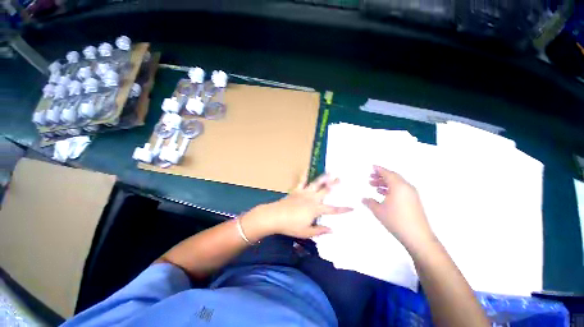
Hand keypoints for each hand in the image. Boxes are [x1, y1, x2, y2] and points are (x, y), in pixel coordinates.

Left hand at [250, 174, 352, 238]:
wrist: (275, 216)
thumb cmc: (291, 226)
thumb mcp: (306, 232)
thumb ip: (320, 230)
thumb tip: (332, 230)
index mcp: (316, 209)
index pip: (332, 210)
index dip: (343, 209)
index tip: (352, 207)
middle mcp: (312, 199)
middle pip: (326, 191)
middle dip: (334, 185)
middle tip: (341, 178)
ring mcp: (304, 193)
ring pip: (316, 184)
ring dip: (323, 178)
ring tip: (329, 172)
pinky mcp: (296, 190)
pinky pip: (302, 181)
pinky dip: (305, 174)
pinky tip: (307, 168)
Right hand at [362, 165, 434, 248]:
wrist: (417, 237)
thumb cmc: (396, 220)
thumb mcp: (378, 210)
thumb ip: (370, 202)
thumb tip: (364, 199)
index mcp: (398, 186)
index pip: (387, 173)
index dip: (379, 169)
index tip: (372, 167)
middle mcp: (407, 187)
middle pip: (393, 177)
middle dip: (381, 176)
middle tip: (371, 177)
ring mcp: (412, 194)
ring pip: (397, 183)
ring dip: (385, 183)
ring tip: (374, 185)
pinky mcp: (414, 201)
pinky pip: (401, 190)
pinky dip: (391, 189)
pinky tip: (383, 194)